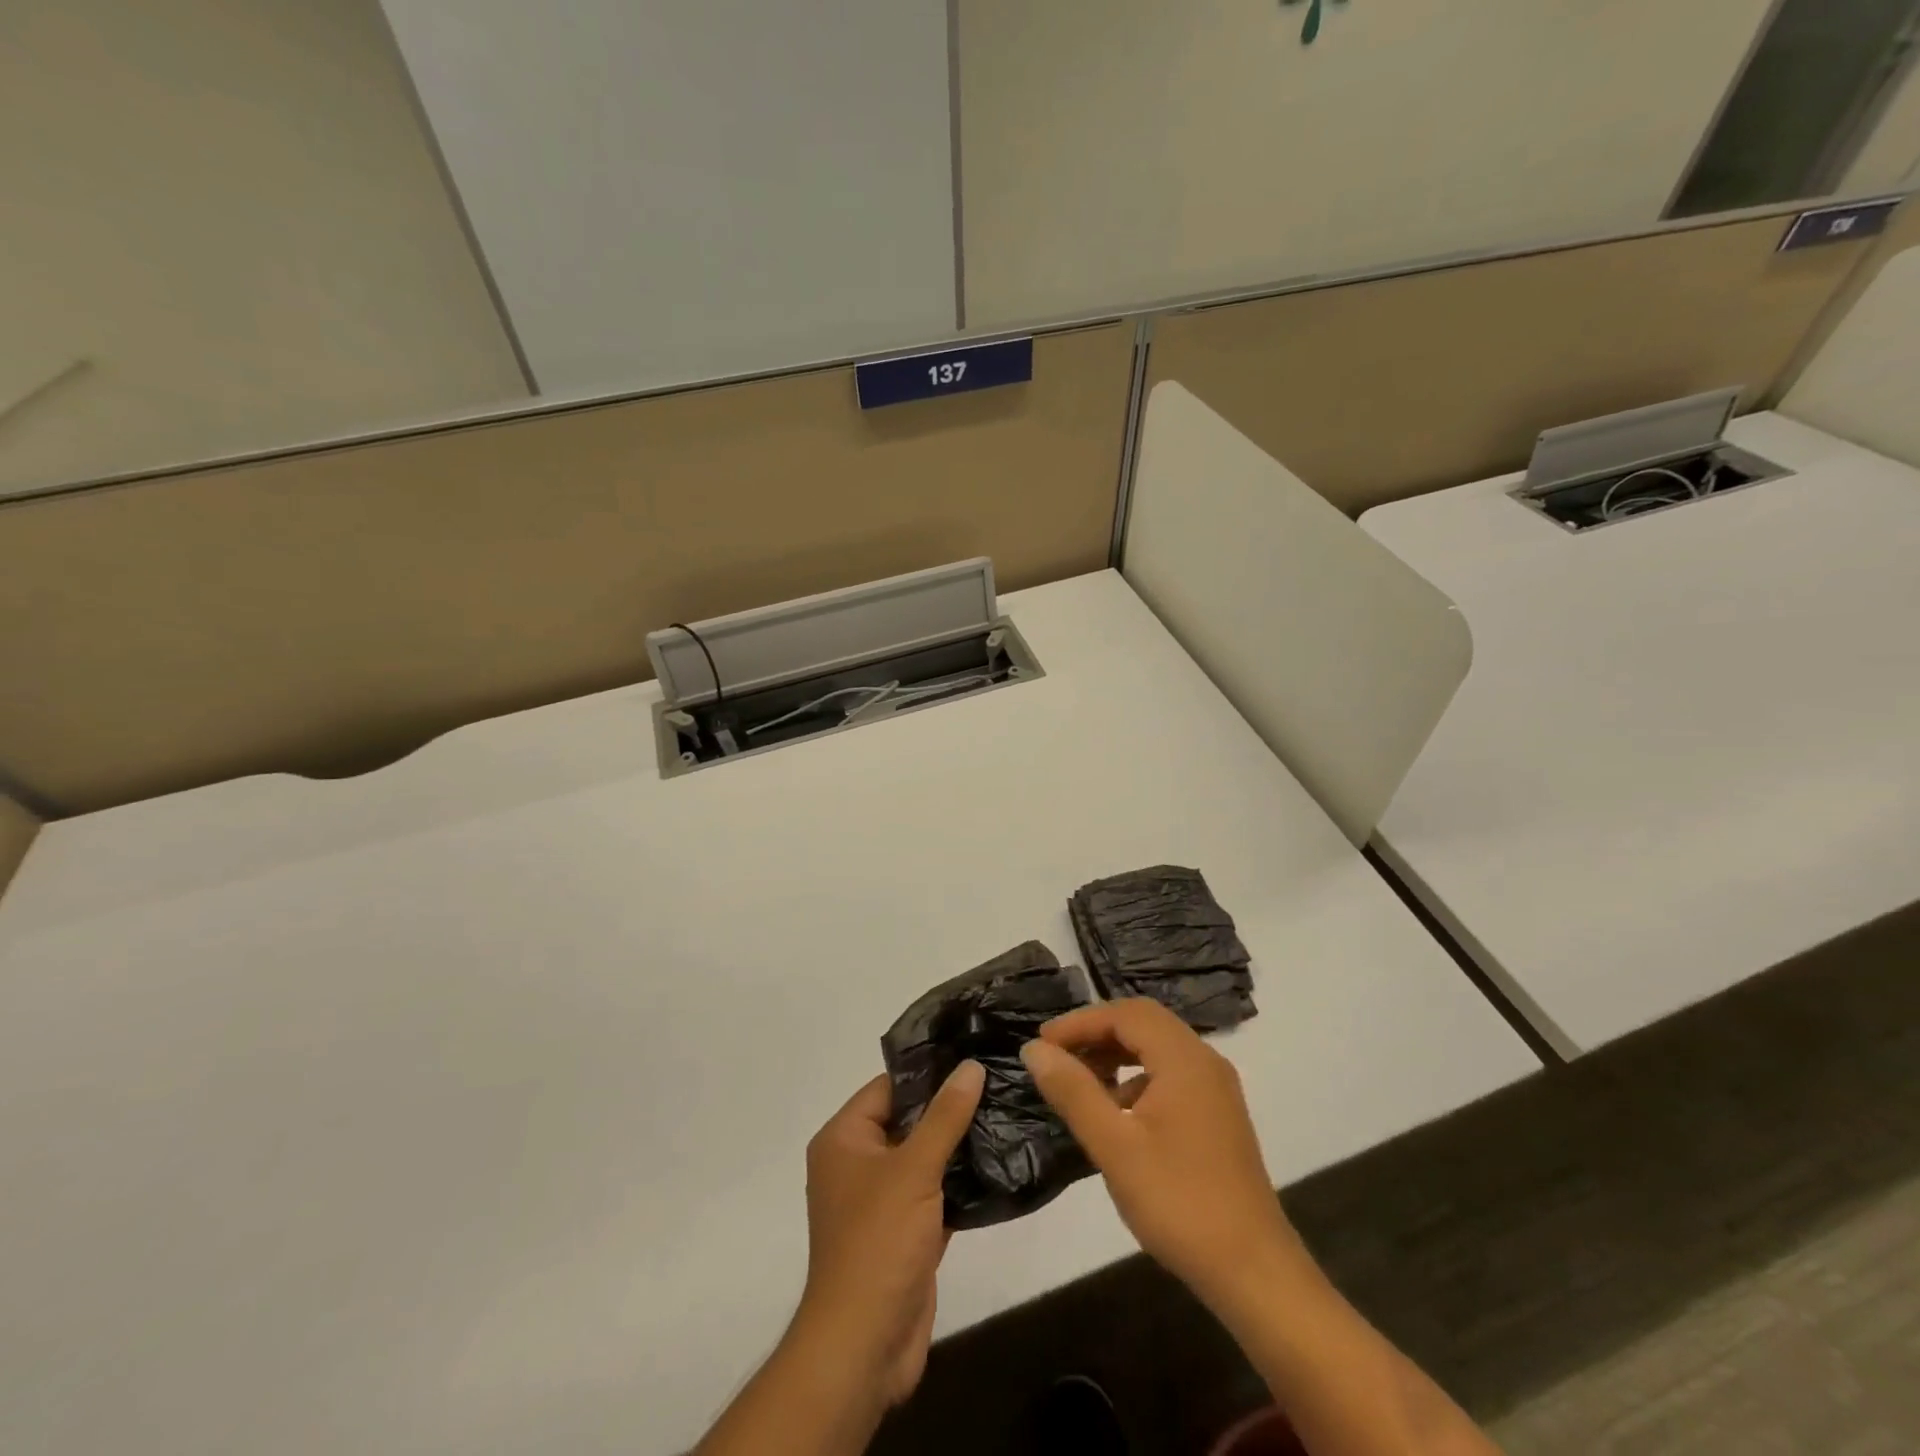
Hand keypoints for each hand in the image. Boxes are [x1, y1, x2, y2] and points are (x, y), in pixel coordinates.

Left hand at [792, 1061, 984, 1406]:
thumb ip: (945, 1116)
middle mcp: (858, 1163)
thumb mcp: (913, 1169)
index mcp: (844, 1139)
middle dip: (949, 1106)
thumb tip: (970, 1066)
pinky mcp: (905, 1231)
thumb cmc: (878, 1243)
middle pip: (908, 1120)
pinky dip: (960, 1181)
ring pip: (924, 1156)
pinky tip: (998, 1162)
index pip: (888, 1087)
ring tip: (1005, 1111)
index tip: (973, 1053)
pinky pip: (934, 1191)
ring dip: (959, 1144)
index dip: (929, 1071)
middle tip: (997, 1079)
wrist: (865, 1347)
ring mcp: (881, 1200)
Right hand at [1020, 999, 1301, 1307]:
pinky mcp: (1218, 1115)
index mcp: (1184, 1059)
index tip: (1042, 1044)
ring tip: (1080, 1082)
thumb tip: (1034, 1049)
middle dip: (1096, 1033)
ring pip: (1157, 1048)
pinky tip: (1117, 1113)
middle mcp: (1204, 1061)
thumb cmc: (1179, 1202)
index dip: (1079, 1022)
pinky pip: (1171, 1073)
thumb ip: (1073, 1091)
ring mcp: (1216, 1089)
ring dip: (1116, 1054)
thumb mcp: (1114, 1146)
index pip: (1124, 1014)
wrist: (1253, 1272)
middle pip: (1143, 1023)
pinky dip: (1137, 1077)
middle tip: (1057, 1056)